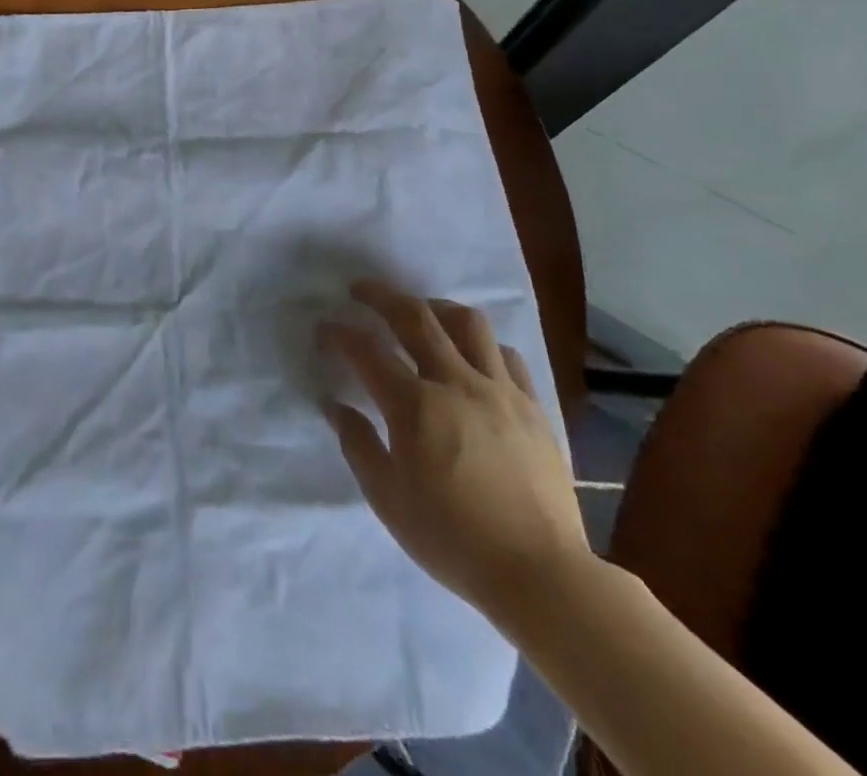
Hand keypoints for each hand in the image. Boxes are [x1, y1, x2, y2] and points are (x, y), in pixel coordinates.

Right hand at [318, 281, 591, 632]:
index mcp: (414, 406)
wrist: (541, 575)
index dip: (339, 333)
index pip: (366, 351)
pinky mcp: (532, 406)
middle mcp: (455, 383)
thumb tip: (335, 405)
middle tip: (360, 290)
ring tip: (421, 312)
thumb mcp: (388, 499)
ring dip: (435, 307)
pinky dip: (481, 344)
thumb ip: (358, 444)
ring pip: (467, 322)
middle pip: (414, 316)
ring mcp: (499, 390)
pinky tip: (471, 356)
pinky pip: (506, 354)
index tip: (324, 329)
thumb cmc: (453, 540)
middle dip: (380, 296)